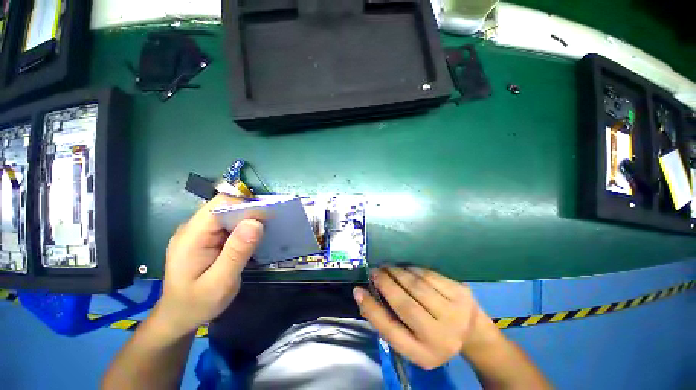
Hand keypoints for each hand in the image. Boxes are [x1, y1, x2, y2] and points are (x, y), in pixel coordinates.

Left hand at [153, 195, 263, 338]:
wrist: (179, 317)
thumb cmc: (197, 304)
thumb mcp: (220, 283)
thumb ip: (237, 253)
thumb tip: (256, 222)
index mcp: (191, 236)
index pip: (220, 205)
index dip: (246, 206)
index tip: (268, 217)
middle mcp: (193, 228)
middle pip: (225, 206)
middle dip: (250, 212)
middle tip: (270, 225)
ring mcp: (200, 232)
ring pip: (229, 214)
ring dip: (249, 219)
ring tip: (265, 231)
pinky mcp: (207, 238)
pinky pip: (229, 224)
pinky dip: (244, 227)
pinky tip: (253, 238)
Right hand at [353, 267, 498, 369]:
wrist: (472, 332)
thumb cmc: (434, 336)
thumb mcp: (411, 340)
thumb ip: (388, 322)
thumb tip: (362, 296)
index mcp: (424, 354)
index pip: (391, 331)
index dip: (372, 309)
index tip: (358, 291)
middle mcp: (441, 337)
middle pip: (405, 305)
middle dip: (385, 284)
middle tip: (374, 272)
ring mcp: (454, 314)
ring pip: (417, 286)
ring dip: (397, 273)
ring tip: (387, 267)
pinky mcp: (461, 293)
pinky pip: (429, 276)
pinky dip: (413, 269)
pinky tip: (405, 268)